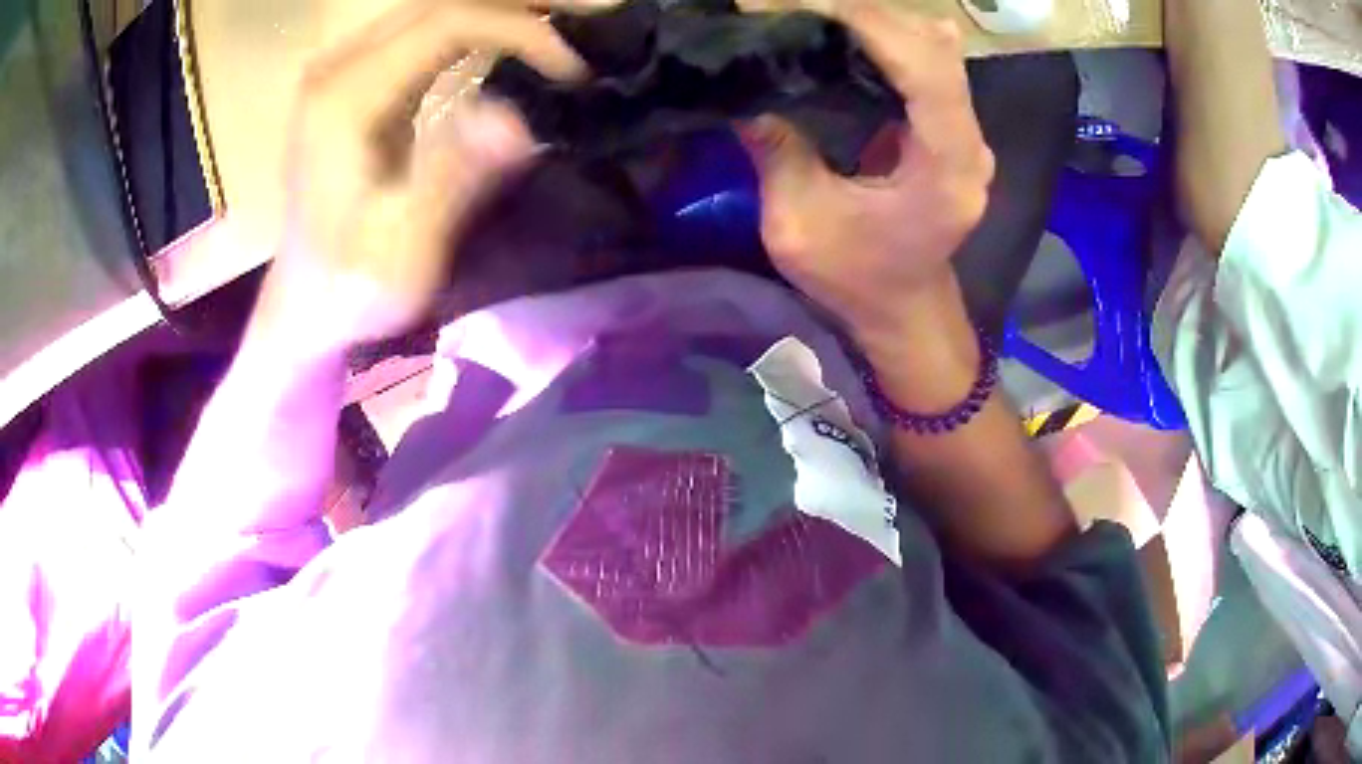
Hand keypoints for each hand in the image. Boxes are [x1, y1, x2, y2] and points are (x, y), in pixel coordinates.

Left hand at [259, 1, 584, 346]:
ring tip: (562, 25)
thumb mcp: (401, 253)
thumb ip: (450, 181)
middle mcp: (338, 69)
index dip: (520, 29)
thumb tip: (516, 120)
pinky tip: (512, 40)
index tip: (572, 70)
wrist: (304, 306)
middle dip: (521, 6)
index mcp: (344, 98)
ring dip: (502, 12)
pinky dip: (476, 29)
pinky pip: (423, 34)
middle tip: (592, 18)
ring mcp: (342, 73)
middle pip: (442, 3)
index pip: (447, 21)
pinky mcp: (353, 85)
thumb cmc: (351, 290)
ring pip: (434, 11)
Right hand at [740, 2, 992, 342]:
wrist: (903, 310)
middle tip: (796, 6)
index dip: (869, 24)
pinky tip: (848, 34)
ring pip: (935, 50)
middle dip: (866, 15)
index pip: (925, 69)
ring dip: (877, 23)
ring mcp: (967, 134)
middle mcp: (970, 142)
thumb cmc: (856, 280)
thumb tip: (742, 89)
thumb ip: (777, 151)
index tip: (805, 4)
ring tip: (815, 14)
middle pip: (934, 49)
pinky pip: (929, 66)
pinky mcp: (952, 129)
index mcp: (946, 167)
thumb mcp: (799, 224)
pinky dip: (888, 41)